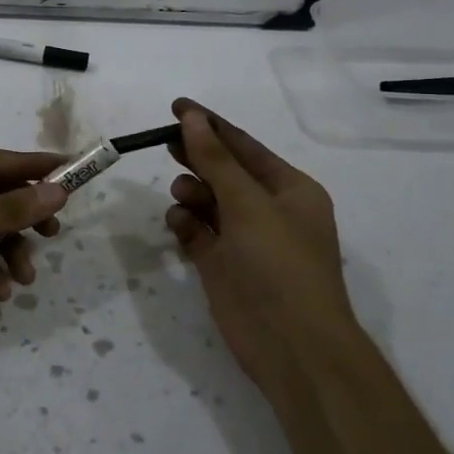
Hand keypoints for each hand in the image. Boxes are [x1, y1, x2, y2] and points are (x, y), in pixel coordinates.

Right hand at [164, 97, 355, 400]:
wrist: (291, 346)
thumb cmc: (279, 264)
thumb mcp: (249, 204)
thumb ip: (216, 160)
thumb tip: (192, 118)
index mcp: (289, 189)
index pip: (243, 146)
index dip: (210, 125)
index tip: (176, 106)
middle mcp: (267, 210)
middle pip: (223, 171)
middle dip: (196, 156)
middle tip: (163, 141)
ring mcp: (244, 239)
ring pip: (207, 201)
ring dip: (192, 193)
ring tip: (184, 197)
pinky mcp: (221, 264)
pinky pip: (197, 231)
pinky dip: (185, 223)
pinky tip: (179, 224)